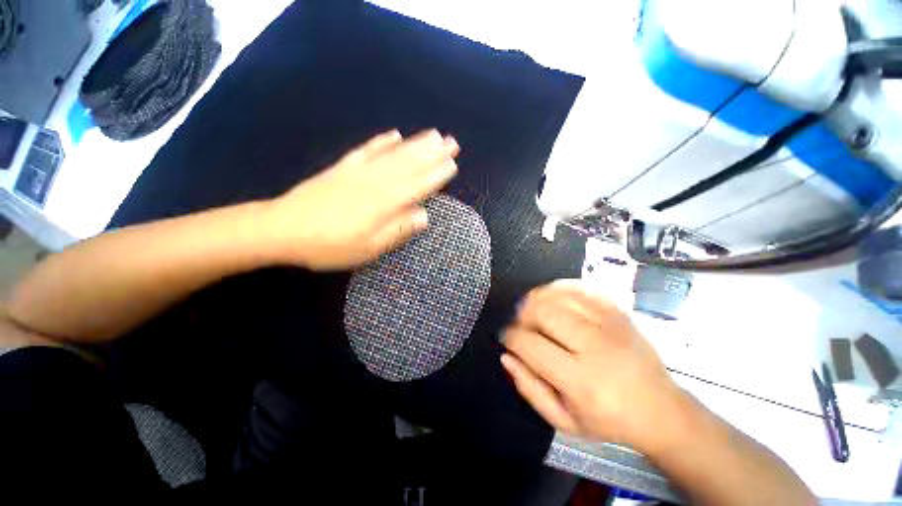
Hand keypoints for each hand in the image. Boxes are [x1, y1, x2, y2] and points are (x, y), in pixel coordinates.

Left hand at [264, 129, 458, 270]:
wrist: (281, 229)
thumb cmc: (329, 245)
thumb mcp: (368, 248)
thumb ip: (398, 230)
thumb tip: (424, 215)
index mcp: (384, 203)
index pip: (418, 185)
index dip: (436, 175)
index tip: (453, 164)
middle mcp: (375, 182)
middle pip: (409, 164)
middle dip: (433, 153)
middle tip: (451, 142)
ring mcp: (358, 171)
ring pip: (393, 154)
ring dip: (415, 143)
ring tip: (433, 134)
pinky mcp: (343, 167)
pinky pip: (367, 150)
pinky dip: (382, 141)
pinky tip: (393, 134)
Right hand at [501, 280, 688, 453]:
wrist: (661, 409)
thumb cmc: (609, 420)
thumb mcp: (564, 421)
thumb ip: (529, 389)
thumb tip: (506, 356)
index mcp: (581, 380)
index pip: (530, 344)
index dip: (510, 337)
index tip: (507, 339)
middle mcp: (596, 346)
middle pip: (543, 312)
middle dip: (521, 315)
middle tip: (521, 326)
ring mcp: (609, 324)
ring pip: (559, 295)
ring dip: (536, 300)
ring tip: (533, 312)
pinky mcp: (617, 312)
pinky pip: (580, 287)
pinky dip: (559, 288)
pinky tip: (552, 299)